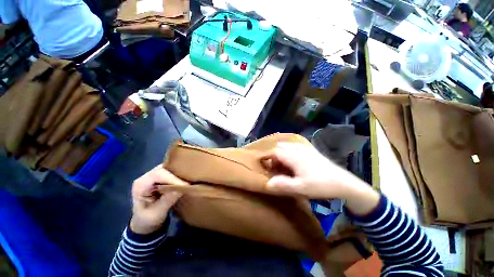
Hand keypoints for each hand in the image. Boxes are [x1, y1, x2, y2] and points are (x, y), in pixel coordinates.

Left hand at [129, 165, 188, 233]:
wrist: (145, 222)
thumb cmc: (148, 219)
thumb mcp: (156, 213)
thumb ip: (166, 201)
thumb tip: (181, 189)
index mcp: (140, 185)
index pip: (158, 175)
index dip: (172, 178)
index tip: (185, 184)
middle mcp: (146, 177)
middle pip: (164, 168)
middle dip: (177, 173)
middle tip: (190, 180)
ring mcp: (153, 176)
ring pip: (168, 168)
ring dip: (179, 173)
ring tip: (189, 178)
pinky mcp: (160, 178)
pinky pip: (171, 172)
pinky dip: (179, 175)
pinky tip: (185, 179)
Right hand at [262, 143, 379, 215]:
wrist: (344, 183)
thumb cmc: (320, 185)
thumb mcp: (300, 188)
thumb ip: (282, 185)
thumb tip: (267, 183)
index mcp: (294, 156)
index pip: (275, 152)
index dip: (268, 158)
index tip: (267, 168)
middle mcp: (299, 149)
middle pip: (280, 147)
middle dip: (275, 157)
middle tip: (276, 168)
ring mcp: (306, 149)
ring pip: (288, 146)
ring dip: (282, 154)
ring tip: (283, 165)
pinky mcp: (312, 151)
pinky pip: (296, 146)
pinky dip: (290, 151)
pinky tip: (294, 161)